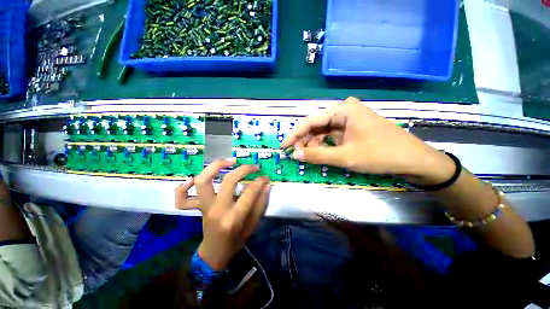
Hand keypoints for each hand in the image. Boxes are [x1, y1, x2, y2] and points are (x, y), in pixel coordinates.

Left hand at [175, 158, 270, 270]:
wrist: (215, 253)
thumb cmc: (236, 240)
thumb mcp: (253, 224)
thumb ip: (261, 203)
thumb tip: (266, 184)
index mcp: (234, 218)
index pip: (249, 193)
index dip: (259, 182)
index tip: (265, 177)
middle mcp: (217, 210)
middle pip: (228, 181)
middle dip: (243, 170)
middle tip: (253, 167)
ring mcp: (205, 207)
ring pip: (203, 181)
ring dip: (215, 167)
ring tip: (229, 161)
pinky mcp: (198, 207)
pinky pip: (182, 198)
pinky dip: (184, 186)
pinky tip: (193, 179)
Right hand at [281, 97, 454, 184]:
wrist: (414, 160)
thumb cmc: (381, 155)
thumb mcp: (346, 157)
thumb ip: (317, 155)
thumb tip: (295, 154)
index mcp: (343, 110)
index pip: (310, 121)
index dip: (294, 134)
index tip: (283, 146)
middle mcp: (344, 111)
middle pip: (316, 125)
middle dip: (303, 140)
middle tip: (294, 154)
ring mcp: (348, 120)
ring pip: (322, 131)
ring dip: (312, 143)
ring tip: (305, 156)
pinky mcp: (351, 129)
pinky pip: (331, 135)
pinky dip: (323, 145)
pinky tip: (318, 153)